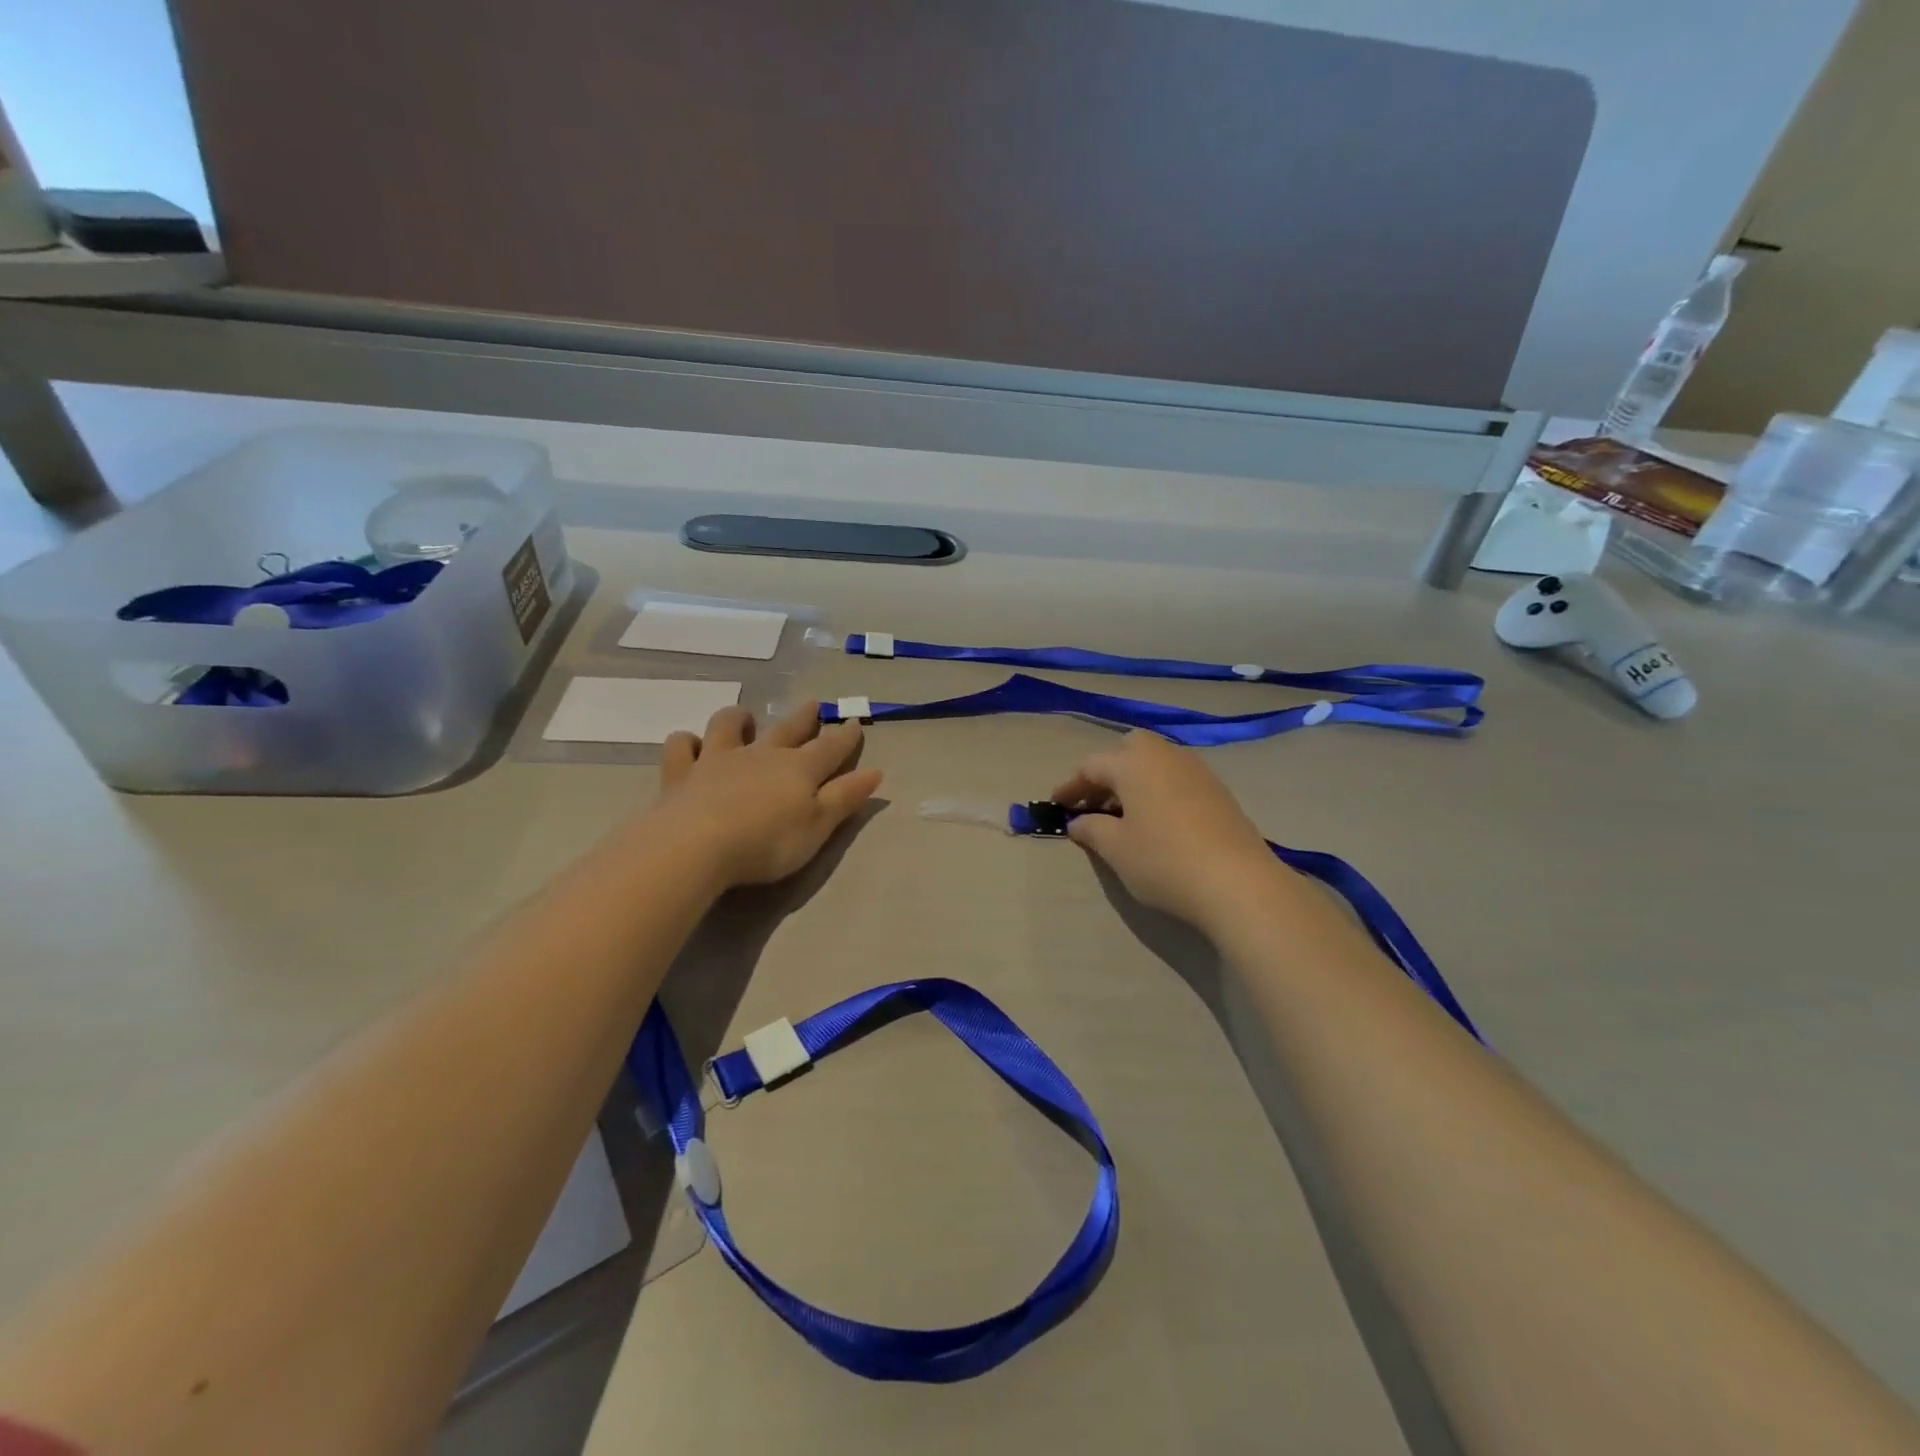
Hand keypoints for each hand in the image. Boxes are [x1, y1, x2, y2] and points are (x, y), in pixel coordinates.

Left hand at [652, 703, 882, 888]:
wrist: (696, 846)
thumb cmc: (767, 842)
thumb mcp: (818, 826)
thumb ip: (845, 798)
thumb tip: (875, 772)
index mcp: (798, 769)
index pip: (830, 748)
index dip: (845, 737)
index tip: (855, 723)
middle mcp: (761, 755)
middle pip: (786, 730)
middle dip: (803, 718)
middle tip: (813, 704)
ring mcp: (718, 760)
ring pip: (729, 727)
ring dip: (739, 719)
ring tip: (745, 718)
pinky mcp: (682, 773)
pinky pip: (682, 747)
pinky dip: (687, 743)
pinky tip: (690, 745)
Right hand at [1052, 731, 1292, 928]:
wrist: (1238, 883)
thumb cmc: (1164, 861)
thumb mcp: (1116, 849)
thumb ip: (1092, 829)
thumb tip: (1079, 822)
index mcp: (1134, 763)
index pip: (1092, 766)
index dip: (1071, 785)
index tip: (1056, 804)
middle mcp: (1166, 756)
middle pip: (1129, 749)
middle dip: (1108, 770)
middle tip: (1095, 802)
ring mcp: (1197, 771)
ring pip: (1157, 762)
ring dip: (1135, 780)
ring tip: (1125, 815)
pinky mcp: (1219, 792)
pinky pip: (1178, 779)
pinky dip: (1159, 790)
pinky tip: (1158, 822)